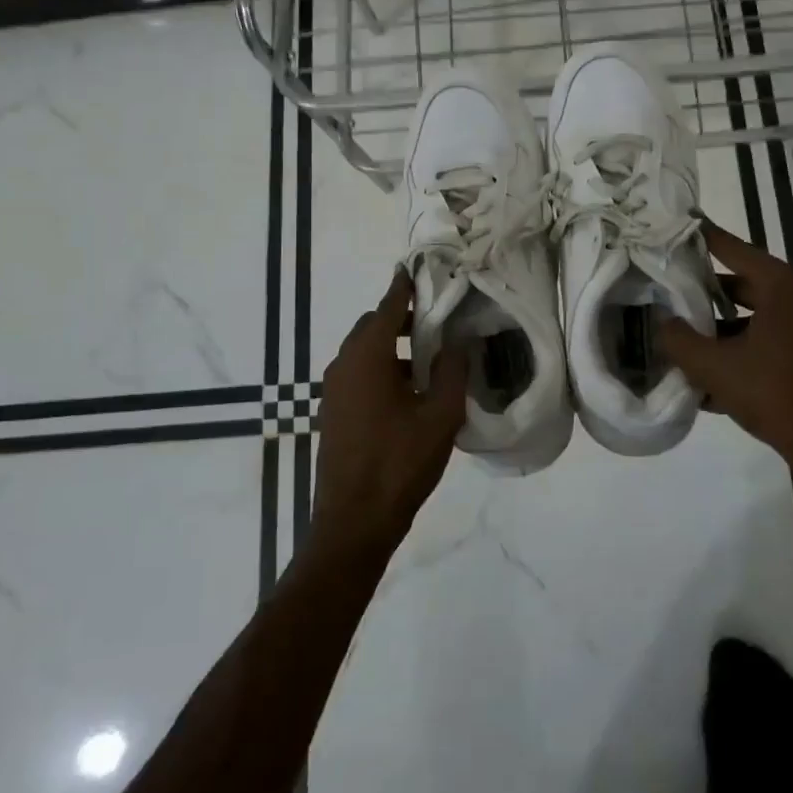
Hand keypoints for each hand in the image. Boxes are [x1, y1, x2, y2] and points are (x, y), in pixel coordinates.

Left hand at [311, 267, 469, 560]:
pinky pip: (358, 373)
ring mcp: (333, 390)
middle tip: (437, 321)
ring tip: (429, 358)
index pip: (388, 306)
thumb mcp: (440, 417)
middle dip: (402, 318)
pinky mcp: (333, 411)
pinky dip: (381, 367)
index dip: (405, 286)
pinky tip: (409, 390)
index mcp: (367, 357)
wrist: (353, 522)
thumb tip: (459, 340)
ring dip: (392, 345)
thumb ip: (453, 372)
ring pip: (363, 350)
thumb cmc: (399, 464)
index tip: (420, 270)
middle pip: (373, 325)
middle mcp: (343, 364)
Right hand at [660, 222, 792, 482]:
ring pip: (761, 316)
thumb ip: (679, 339)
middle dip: (709, 293)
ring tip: (689, 343)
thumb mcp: (715, 368)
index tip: (682, 223)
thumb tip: (663, 322)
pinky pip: (778, 340)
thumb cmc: (777, 396)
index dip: (705, 238)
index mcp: (785, 287)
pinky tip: (718, 378)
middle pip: (747, 284)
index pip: (735, 250)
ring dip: (726, 329)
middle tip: (673, 292)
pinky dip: (749, 349)